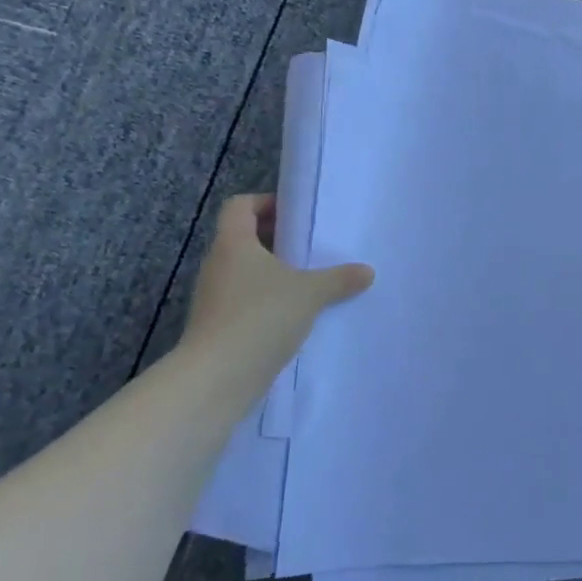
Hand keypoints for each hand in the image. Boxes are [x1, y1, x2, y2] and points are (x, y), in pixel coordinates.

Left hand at [180, 194, 371, 380]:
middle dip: (277, 241)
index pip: (240, 206)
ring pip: (246, 273)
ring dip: (274, 274)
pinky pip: (246, 301)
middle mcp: (218, 265)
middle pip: (244, 238)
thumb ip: (339, 278)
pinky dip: (269, 302)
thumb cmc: (261, 317)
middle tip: (311, 248)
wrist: (217, 377)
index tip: (296, 215)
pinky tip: (297, 315)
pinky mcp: (218, 326)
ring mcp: (214, 298)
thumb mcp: (311, 293)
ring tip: (310, 283)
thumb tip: (367, 271)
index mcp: (234, 244)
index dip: (265, 202)